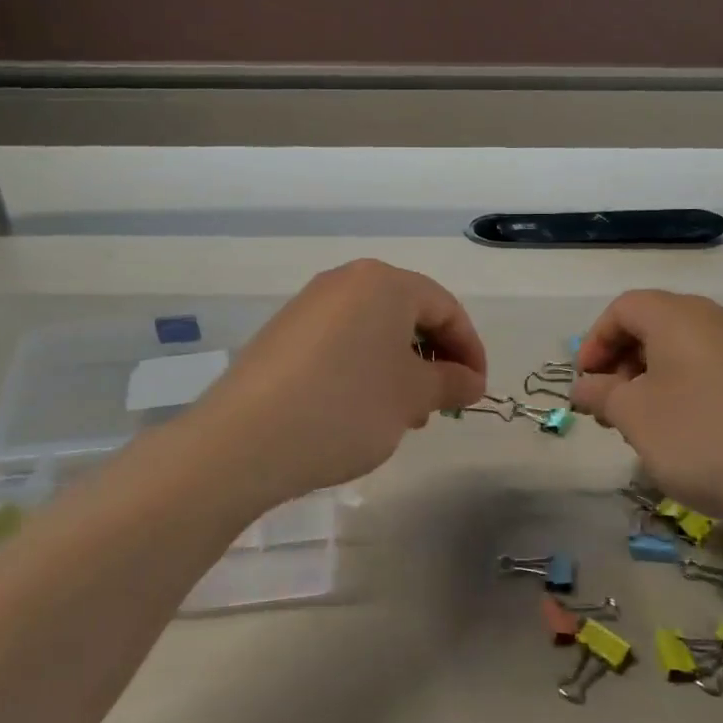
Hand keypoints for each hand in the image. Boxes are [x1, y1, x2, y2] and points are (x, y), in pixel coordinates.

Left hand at [185, 260, 487, 506]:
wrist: (246, 440)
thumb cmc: (347, 407)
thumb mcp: (412, 397)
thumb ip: (451, 382)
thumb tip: (471, 381)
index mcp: (384, 283)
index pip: (446, 308)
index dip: (470, 350)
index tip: (477, 393)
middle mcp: (344, 282)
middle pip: (408, 315)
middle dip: (433, 359)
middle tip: (439, 406)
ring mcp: (308, 307)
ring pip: (373, 332)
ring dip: (399, 369)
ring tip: (401, 415)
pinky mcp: (283, 336)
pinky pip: (340, 344)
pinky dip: (363, 371)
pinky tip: (359, 412)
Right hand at [570, 290, 722, 525]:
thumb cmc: (703, 437)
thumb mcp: (635, 417)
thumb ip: (601, 394)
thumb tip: (585, 385)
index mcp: (677, 317)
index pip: (623, 309)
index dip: (595, 342)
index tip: (587, 384)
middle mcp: (715, 319)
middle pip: (654, 324)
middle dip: (622, 362)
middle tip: (612, 407)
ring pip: (684, 349)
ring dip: (653, 379)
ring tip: (648, 425)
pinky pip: (713, 368)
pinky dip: (687, 388)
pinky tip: (691, 432)